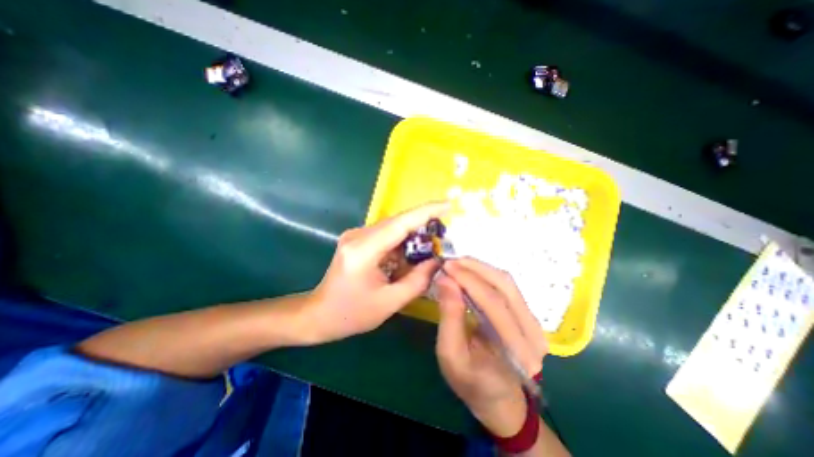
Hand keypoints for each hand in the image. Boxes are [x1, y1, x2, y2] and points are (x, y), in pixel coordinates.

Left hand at [303, 201, 448, 343]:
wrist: (319, 314)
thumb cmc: (352, 314)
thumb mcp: (390, 302)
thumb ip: (418, 281)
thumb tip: (437, 261)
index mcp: (363, 250)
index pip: (400, 223)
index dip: (426, 212)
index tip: (448, 205)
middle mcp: (358, 236)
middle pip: (398, 222)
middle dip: (423, 226)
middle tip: (443, 236)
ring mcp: (355, 235)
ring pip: (393, 228)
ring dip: (412, 236)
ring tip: (429, 250)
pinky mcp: (357, 239)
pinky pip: (386, 235)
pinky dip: (401, 243)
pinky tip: (408, 256)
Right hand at [432, 259, 545, 437]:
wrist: (498, 398)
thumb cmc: (471, 381)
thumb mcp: (451, 355)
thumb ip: (450, 316)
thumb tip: (445, 280)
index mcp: (517, 351)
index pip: (493, 302)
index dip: (468, 280)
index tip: (446, 266)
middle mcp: (533, 333)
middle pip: (505, 286)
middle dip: (475, 268)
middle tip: (450, 261)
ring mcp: (534, 322)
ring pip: (507, 282)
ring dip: (480, 268)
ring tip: (457, 264)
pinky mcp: (527, 314)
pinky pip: (506, 286)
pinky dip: (486, 274)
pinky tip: (470, 272)